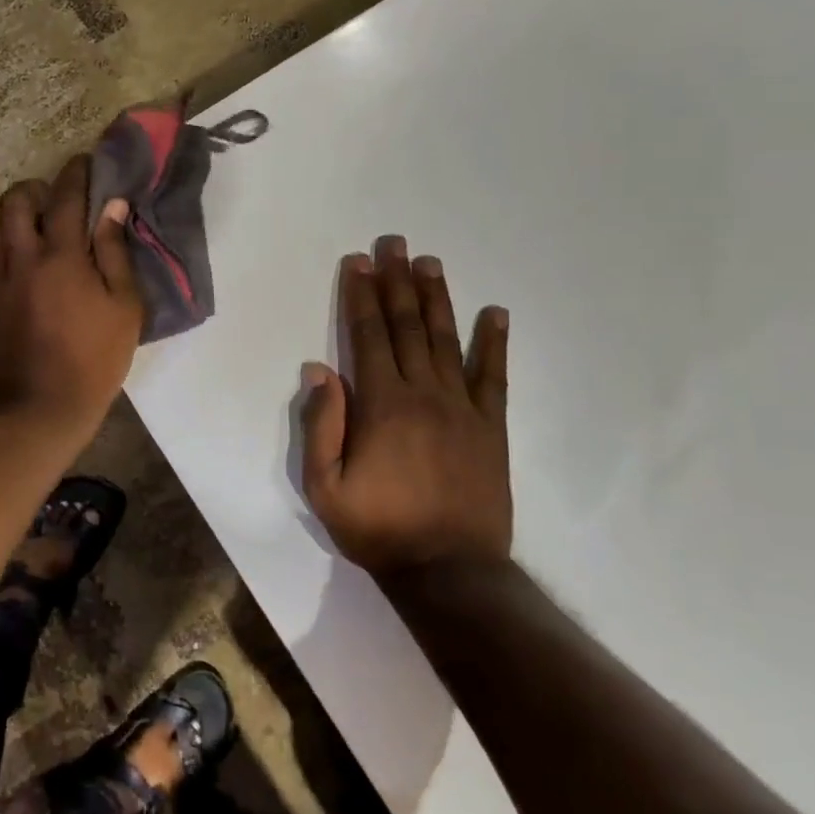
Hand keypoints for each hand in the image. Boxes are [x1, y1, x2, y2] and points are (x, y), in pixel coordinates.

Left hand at [0, 155, 142, 437]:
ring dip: (11, 219)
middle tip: (52, 200)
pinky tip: (16, 267)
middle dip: (34, 190)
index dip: (76, 173)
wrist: (41, 405)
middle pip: (14, 201)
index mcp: (60, 256)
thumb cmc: (95, 358)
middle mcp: (20, 258)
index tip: (84, 163)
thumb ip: (116, 252)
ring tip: (30, 233)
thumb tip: (112, 207)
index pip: (65, 197)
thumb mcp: (125, 306)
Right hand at [301, 239, 511, 578]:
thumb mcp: (325, 486)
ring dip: (437, 298)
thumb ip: (321, 425)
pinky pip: (493, 377)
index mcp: (381, 405)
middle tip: (395, 242)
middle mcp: (423, 393)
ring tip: (430, 262)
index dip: (360, 295)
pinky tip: (496, 313)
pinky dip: (494, 342)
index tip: (358, 261)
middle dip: (397, 281)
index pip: (366, 336)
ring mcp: (463, 408)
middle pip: (406, 326)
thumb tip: (319, 369)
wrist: (449, 571)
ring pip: (446, 340)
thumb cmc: (377, 528)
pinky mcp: (491, 428)